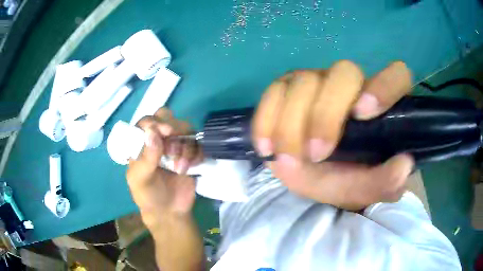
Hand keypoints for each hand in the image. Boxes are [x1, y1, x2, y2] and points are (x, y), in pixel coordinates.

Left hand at [126, 108, 202, 227]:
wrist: (170, 212)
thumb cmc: (149, 195)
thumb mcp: (141, 179)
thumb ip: (146, 157)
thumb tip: (152, 132)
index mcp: (142, 144)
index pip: (147, 122)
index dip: (156, 122)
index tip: (166, 131)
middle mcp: (159, 141)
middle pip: (169, 120)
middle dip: (174, 131)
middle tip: (173, 149)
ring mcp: (176, 146)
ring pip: (186, 130)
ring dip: (185, 147)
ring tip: (181, 167)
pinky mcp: (191, 155)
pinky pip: (198, 144)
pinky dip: (197, 154)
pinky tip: (191, 167)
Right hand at [252, 61, 414, 209]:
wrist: (310, 176)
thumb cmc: (344, 179)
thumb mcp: (364, 188)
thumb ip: (386, 181)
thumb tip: (404, 164)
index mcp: (378, 105)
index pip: (396, 75)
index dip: (384, 85)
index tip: (363, 114)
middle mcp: (350, 85)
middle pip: (343, 72)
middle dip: (326, 114)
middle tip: (316, 154)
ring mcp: (316, 81)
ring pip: (304, 81)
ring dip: (292, 124)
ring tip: (289, 159)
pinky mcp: (286, 89)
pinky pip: (273, 92)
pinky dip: (266, 119)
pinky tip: (267, 146)